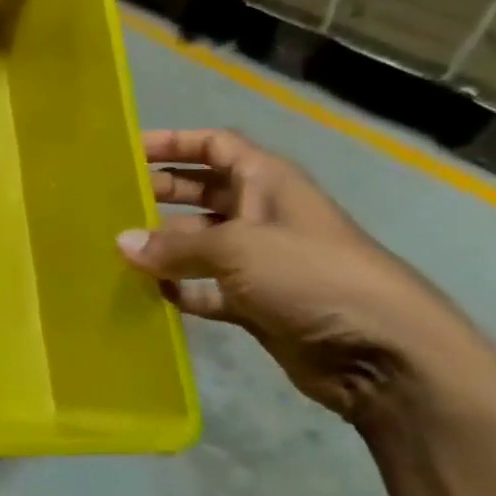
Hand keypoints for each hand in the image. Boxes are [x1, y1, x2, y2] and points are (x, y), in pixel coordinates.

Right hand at [118, 129, 484, 427]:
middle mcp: (262, 215)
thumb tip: (121, 244)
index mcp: (268, 183)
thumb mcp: (238, 249)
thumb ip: (175, 246)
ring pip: (200, 243)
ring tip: (116, 250)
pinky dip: (180, 289)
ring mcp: (260, 262)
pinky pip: (206, 289)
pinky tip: (148, 293)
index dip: (175, 142)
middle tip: (112, 201)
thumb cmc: (311, 276)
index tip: (129, 151)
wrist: (382, 353)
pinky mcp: (257, 304)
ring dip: (164, 246)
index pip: (216, 146)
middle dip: (161, 193)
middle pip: (202, 192)